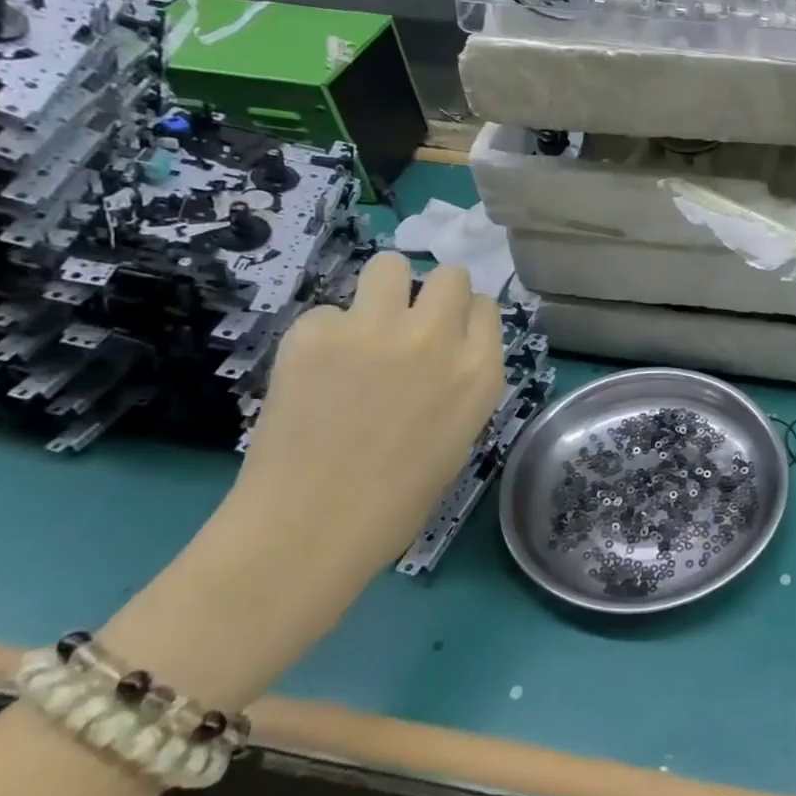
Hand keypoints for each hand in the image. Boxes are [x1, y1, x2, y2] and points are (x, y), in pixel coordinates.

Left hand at [103, 254, 503, 706]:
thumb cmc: (397, 499)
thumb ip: (463, 380)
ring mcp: (375, 330)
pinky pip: (328, 311)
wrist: (311, 529)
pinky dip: (326, 336)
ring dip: (383, 291)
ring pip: (390, 265)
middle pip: (449, 275)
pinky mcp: (317, 332)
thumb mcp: (460, 434)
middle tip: (407, 325)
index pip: (485, 306)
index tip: (445, 339)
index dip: (463, 320)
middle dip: (431, 294)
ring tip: (364, 327)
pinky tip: (315, 373)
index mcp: (479, 372)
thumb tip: (446, 349)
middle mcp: (437, 339)